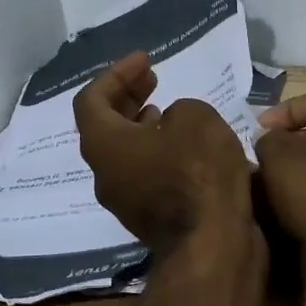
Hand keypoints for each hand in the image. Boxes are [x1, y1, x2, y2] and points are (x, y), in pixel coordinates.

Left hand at [74, 51, 253, 252]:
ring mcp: (124, 200)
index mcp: (103, 144)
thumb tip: (171, 126)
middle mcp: (104, 173)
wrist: (214, 245)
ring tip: (165, 109)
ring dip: (140, 125)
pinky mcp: (149, 217)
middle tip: (151, 78)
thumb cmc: (198, 172)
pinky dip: (155, 150)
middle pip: (103, 126)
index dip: (116, 74)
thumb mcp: (195, 117)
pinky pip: (142, 173)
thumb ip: (178, 110)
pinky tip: (183, 146)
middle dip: (126, 96)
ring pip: (122, 152)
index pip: (91, 100)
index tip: (146, 60)